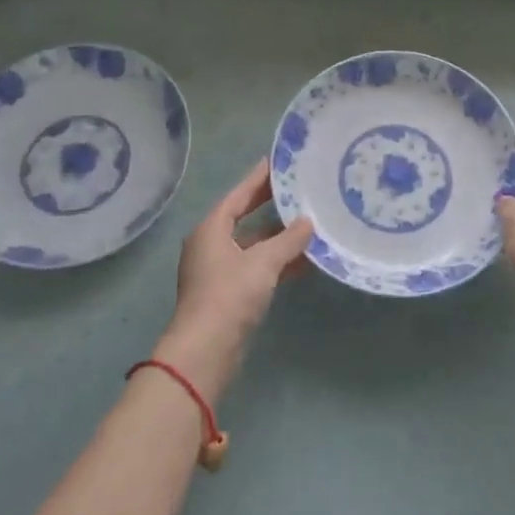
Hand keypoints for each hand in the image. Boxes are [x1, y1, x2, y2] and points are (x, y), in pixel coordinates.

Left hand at [157, 159, 312, 391]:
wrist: (206, 351)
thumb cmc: (230, 295)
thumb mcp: (263, 262)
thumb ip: (288, 240)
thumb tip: (308, 222)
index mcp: (211, 229)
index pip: (238, 195)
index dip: (258, 178)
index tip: (278, 162)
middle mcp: (211, 245)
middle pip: (243, 217)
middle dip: (269, 205)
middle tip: (297, 188)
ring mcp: (218, 271)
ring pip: (252, 245)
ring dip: (278, 237)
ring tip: (308, 223)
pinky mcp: (228, 294)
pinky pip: (256, 267)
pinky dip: (277, 262)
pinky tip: (304, 261)